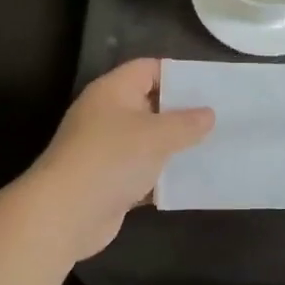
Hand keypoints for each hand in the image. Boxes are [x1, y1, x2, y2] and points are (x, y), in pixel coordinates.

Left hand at [28, 59, 213, 258]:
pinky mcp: (109, 181)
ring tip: (213, 147)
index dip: (178, 74)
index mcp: (113, 91)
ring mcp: (106, 149)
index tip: (209, 87)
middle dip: (182, 112)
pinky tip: (192, 180)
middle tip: (219, 117)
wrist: (65, 215)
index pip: (149, 69)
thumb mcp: (157, 135)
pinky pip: (143, 171)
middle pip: (151, 104)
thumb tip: (208, 114)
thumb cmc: (112, 159)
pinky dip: (163, 175)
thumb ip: (187, 123)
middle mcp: (107, 114)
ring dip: (175, 146)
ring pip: (149, 140)